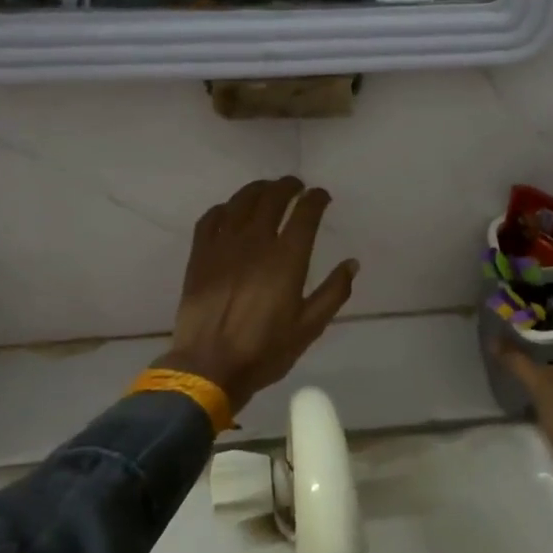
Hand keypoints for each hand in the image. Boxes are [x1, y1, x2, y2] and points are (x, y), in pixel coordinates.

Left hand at [156, 177, 358, 412]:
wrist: (209, 367)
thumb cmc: (265, 351)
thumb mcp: (309, 327)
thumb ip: (334, 292)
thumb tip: (352, 264)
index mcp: (287, 259)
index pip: (305, 213)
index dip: (316, 198)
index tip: (322, 196)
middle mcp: (255, 242)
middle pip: (272, 198)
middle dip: (288, 186)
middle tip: (296, 186)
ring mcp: (223, 246)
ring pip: (240, 202)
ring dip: (257, 189)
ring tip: (267, 190)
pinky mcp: (199, 255)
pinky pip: (210, 219)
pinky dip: (224, 208)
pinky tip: (230, 211)